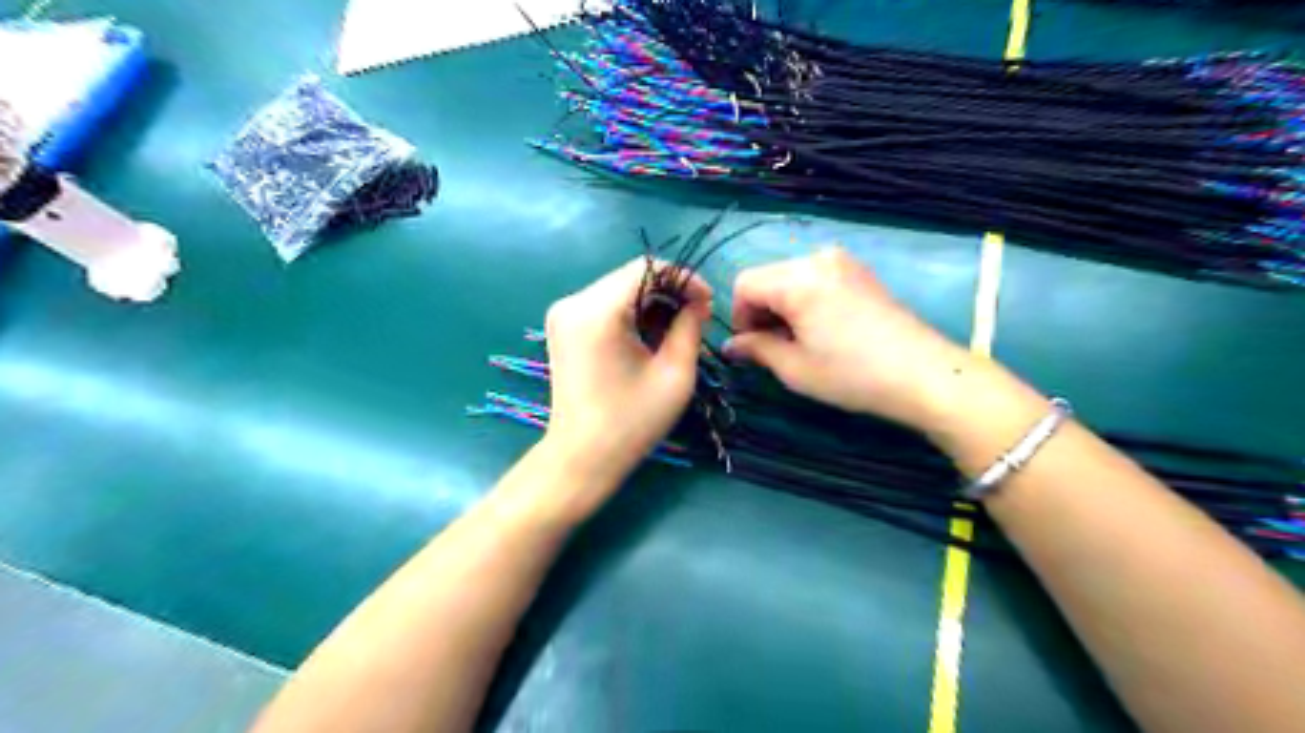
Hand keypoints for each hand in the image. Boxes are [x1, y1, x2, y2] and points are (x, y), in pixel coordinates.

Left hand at [539, 261, 710, 490]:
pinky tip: (648, 337)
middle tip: (697, 319)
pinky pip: (605, 304)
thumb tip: (697, 301)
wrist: (582, 456)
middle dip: (669, 292)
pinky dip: (631, 312)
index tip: (707, 303)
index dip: (684, 279)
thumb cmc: (632, 422)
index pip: (648, 268)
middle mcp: (574, 302)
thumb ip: (690, 327)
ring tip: (676, 331)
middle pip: (631, 276)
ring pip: (619, 288)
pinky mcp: (563, 325)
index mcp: (598, 312)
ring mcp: (563, 313)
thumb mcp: (675, 374)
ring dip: (651, 302)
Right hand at [729, 246, 973, 428]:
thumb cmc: (851, 374)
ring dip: (782, 306)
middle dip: (760, 311)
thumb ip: (756, 349)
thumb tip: (731, 346)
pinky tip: (822, 329)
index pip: (745, 284)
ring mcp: (843, 262)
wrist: (922, 374)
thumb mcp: (795, 368)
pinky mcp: (860, 272)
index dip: (739, 316)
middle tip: (774, 348)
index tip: (751, 347)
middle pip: (767, 277)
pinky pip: (815, 277)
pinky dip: (805, 299)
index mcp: (797, 280)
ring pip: (790, 277)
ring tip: (799, 340)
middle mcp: (818, 259)